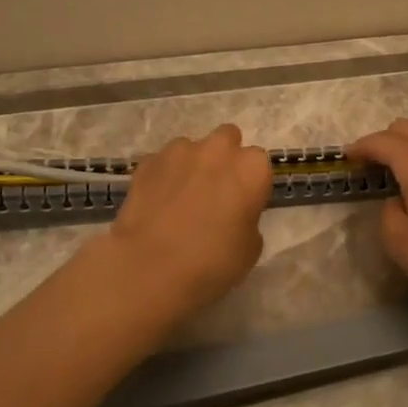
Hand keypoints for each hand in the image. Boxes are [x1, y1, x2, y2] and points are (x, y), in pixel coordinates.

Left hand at [106, 123, 272, 312]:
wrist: (150, 267)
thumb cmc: (212, 261)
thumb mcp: (250, 249)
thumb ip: (248, 220)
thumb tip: (235, 215)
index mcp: (251, 168)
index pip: (259, 164)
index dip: (251, 184)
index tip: (243, 204)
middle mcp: (218, 149)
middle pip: (228, 139)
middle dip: (224, 158)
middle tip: (215, 191)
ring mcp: (179, 151)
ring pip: (192, 148)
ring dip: (192, 164)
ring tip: (181, 198)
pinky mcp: (147, 161)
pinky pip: (162, 162)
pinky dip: (163, 175)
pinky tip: (157, 202)